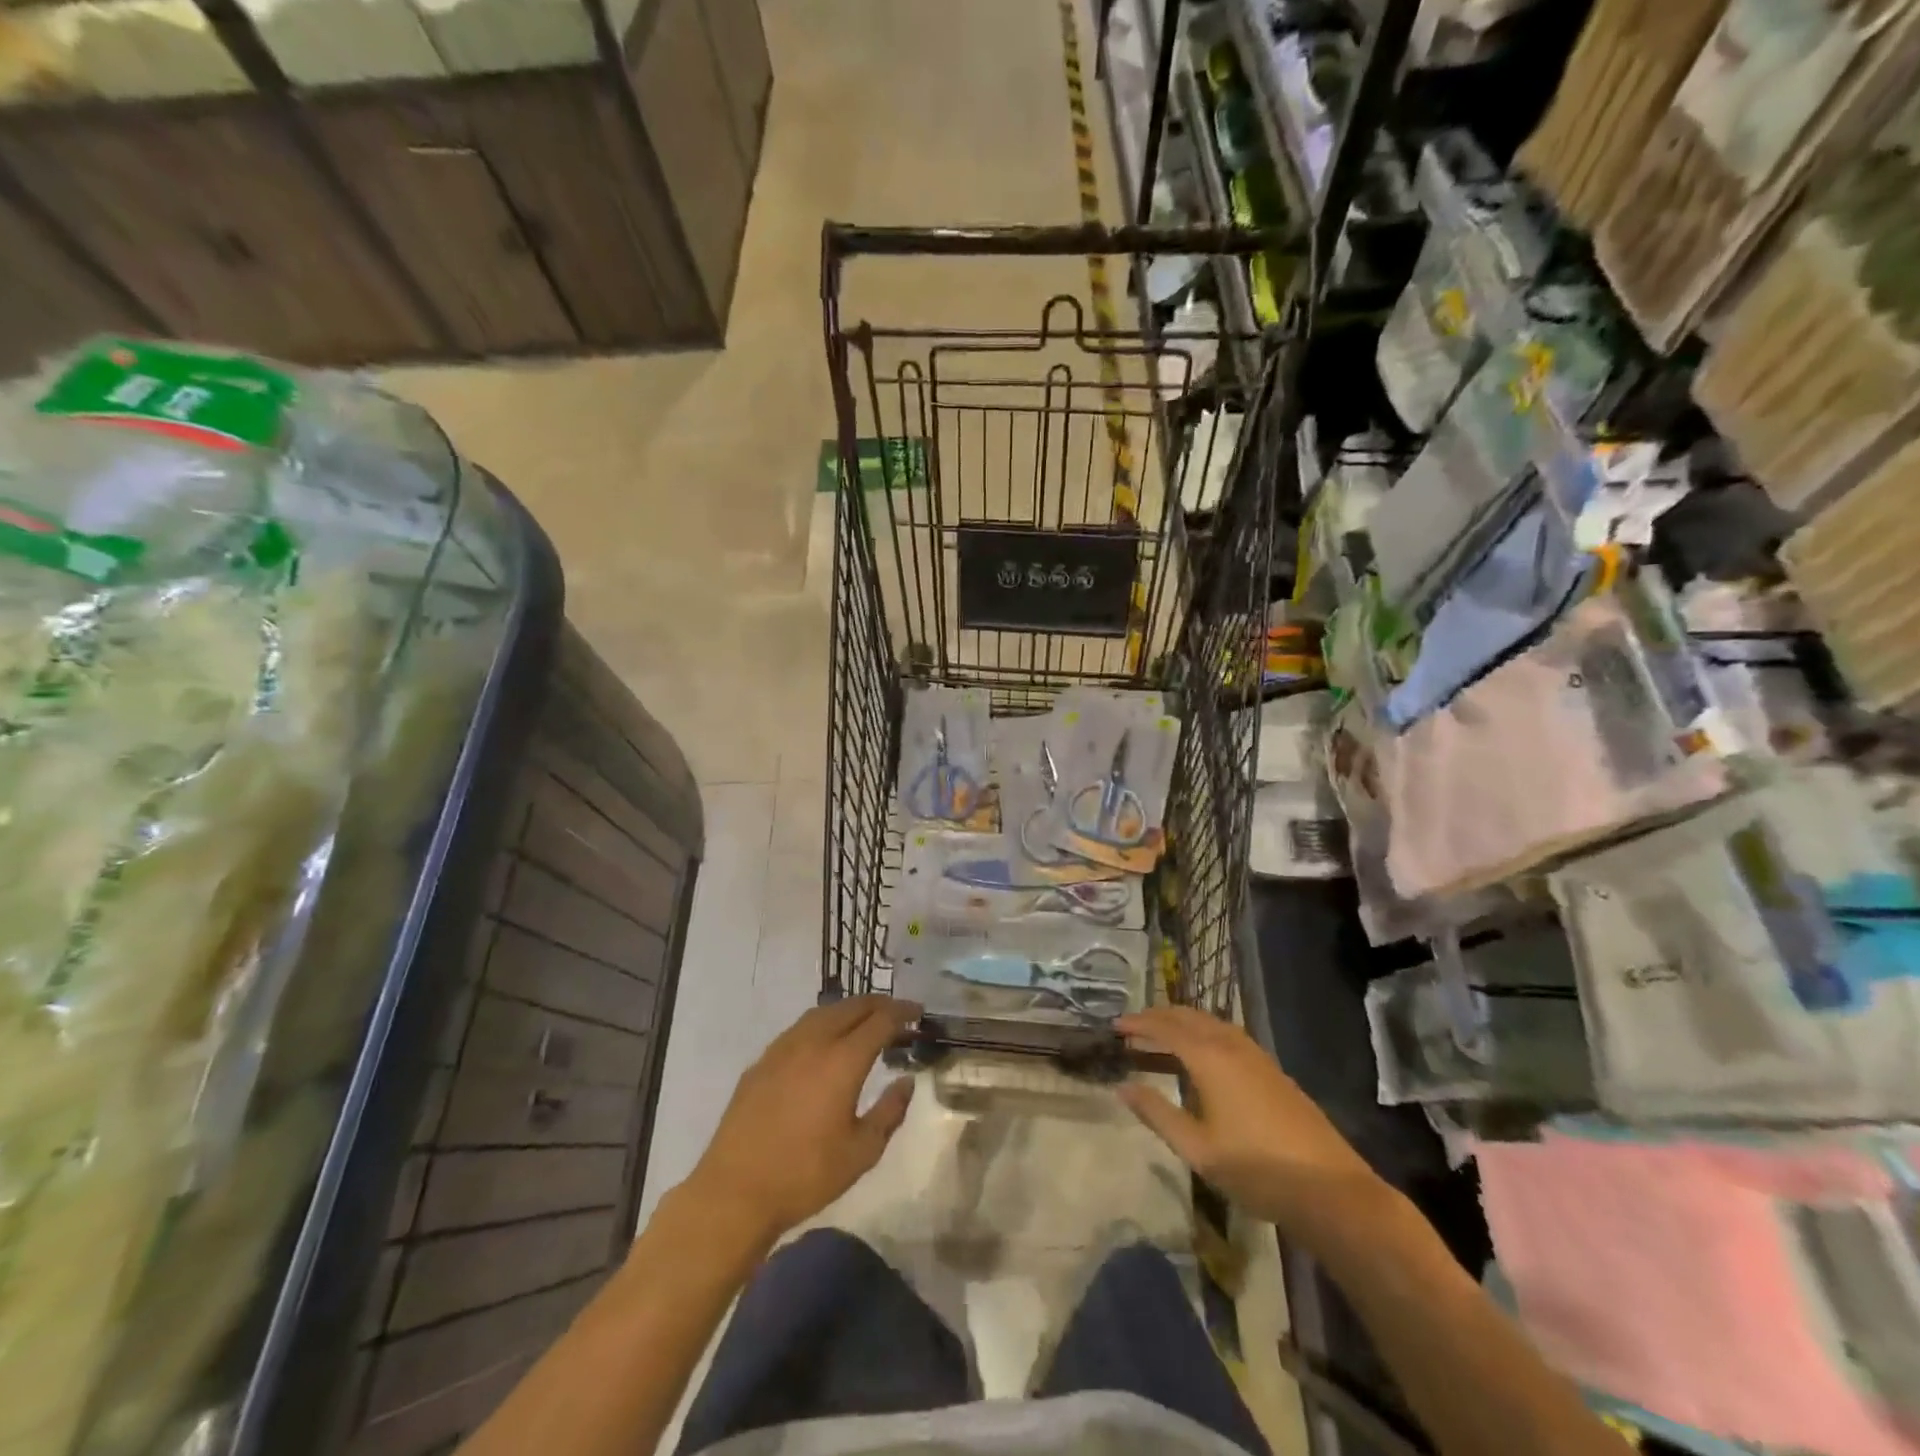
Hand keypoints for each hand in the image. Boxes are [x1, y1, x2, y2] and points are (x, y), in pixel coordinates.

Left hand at [688, 996, 918, 1245]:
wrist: (735, 1192)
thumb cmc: (805, 1175)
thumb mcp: (862, 1152)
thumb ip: (890, 1111)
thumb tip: (906, 1082)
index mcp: (842, 1060)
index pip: (880, 1020)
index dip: (903, 1011)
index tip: (918, 1012)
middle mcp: (813, 1042)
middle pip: (852, 1007)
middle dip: (879, 1004)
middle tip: (897, 1013)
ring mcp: (783, 1048)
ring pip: (823, 1012)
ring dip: (849, 1010)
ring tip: (864, 1022)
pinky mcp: (762, 1061)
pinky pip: (800, 1028)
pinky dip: (822, 1024)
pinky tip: (824, 1043)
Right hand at [1116, 1006, 1392, 1246]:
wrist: (1329, 1188)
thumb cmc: (1256, 1169)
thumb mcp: (1197, 1148)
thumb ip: (1158, 1113)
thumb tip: (1124, 1087)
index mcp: (1210, 1058)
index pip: (1166, 1028)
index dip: (1139, 1024)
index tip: (1116, 1026)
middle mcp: (1232, 1046)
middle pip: (1189, 1017)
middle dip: (1159, 1016)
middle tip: (1134, 1026)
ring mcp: (1256, 1056)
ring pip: (1211, 1023)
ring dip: (1183, 1022)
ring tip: (1162, 1034)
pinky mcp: (1273, 1070)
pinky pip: (1228, 1034)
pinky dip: (1204, 1032)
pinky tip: (1203, 1053)